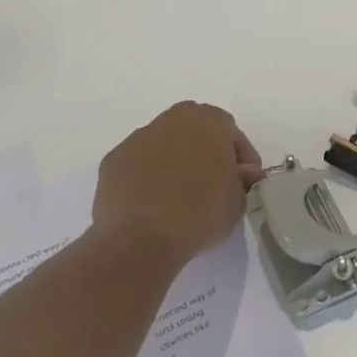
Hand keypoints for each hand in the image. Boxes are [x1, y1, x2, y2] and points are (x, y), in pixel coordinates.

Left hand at [92, 102, 263, 271]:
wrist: (141, 237)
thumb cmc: (201, 211)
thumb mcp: (238, 199)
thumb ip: (243, 179)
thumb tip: (244, 173)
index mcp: (209, 120)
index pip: (233, 136)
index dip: (242, 161)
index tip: (244, 185)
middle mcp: (173, 119)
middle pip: (196, 131)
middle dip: (206, 153)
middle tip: (212, 185)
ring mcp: (138, 138)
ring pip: (164, 145)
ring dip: (174, 163)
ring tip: (179, 198)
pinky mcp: (113, 161)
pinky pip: (138, 166)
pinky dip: (146, 178)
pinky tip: (151, 204)